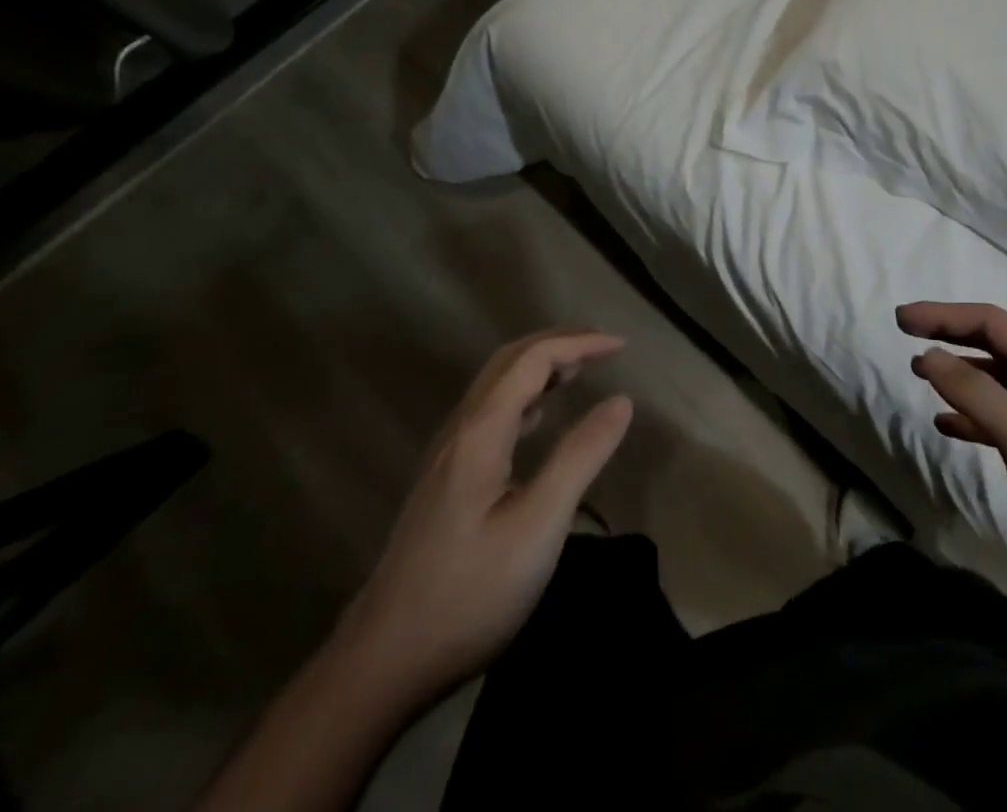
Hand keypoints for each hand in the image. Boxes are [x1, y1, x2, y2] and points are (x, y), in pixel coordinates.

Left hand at [333, 330, 632, 709]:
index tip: (622, 346)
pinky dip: (524, 397)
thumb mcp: (538, 526)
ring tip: (580, 370)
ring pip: (495, 386)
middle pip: (508, 362)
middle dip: (558, 342)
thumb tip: (621, 400)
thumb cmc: (469, 593)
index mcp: (480, 433)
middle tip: (604, 347)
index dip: (579, 343)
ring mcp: (447, 458)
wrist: (383, 664)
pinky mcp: (446, 483)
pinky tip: (539, 418)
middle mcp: (460, 432)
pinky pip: (490, 414)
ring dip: (540, 366)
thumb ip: (580, 457)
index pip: (532, 360)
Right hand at [900, 302, 1006, 628]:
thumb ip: (979, 396)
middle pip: (994, 345)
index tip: (902, 318)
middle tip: (905, 334)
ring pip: (998, 381)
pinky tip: (948, 425)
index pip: (991, 323)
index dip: (944, 315)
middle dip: (949, 335)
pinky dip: (974, 415)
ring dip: (959, 373)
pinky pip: (1005, 417)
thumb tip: (930, 354)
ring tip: (919, 375)